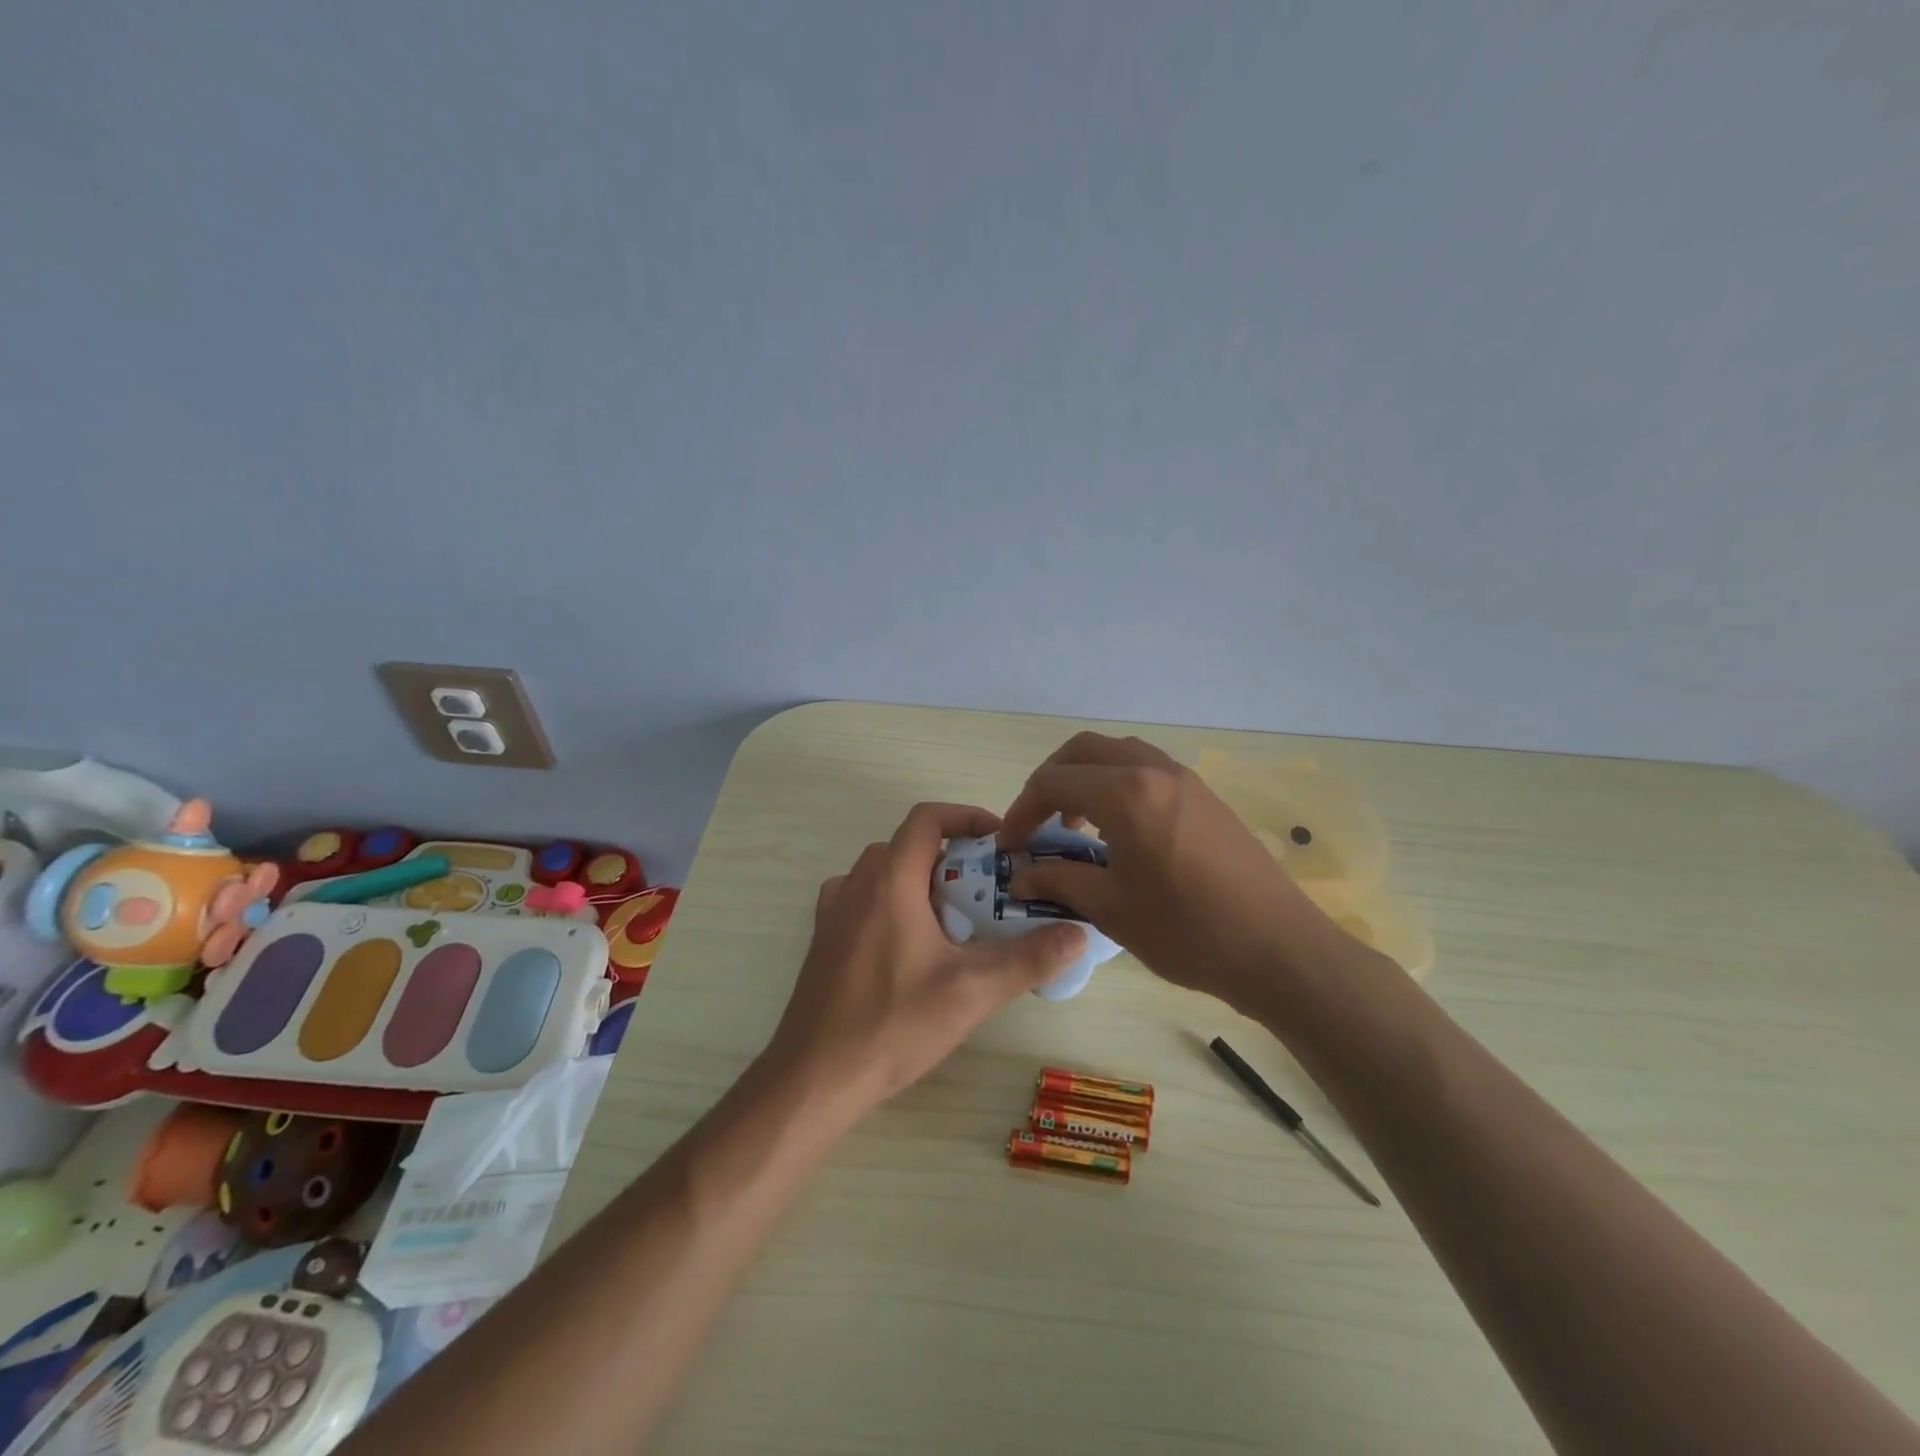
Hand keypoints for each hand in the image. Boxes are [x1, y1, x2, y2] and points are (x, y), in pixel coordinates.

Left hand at [765, 802, 1087, 1118]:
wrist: (814, 1077)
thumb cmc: (892, 1024)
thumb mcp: (971, 992)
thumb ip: (1028, 958)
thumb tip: (1078, 933)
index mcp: (889, 881)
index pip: (926, 819)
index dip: (965, 816)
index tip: (1000, 841)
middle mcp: (855, 885)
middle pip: (907, 845)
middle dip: (951, 856)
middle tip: (987, 890)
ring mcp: (833, 913)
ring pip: (883, 873)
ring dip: (920, 880)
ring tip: (954, 918)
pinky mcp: (823, 941)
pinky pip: (862, 900)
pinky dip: (892, 903)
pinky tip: (911, 945)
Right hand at [998, 733, 1348, 1009]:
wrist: (1278, 949)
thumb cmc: (1187, 931)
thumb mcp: (1111, 909)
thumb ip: (1058, 881)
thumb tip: (1020, 875)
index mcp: (1126, 794)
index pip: (1054, 782)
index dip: (1021, 810)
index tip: (1009, 845)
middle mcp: (1154, 771)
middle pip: (1084, 750)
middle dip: (1050, 779)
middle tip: (1036, 822)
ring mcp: (1185, 780)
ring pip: (1119, 753)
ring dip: (1086, 777)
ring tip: (1075, 825)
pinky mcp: (1205, 796)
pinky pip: (1147, 769)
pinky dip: (1117, 783)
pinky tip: (1118, 830)